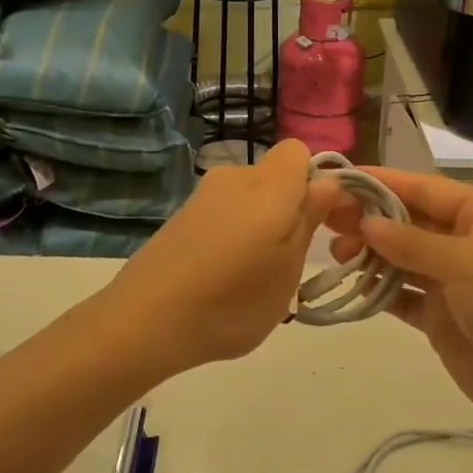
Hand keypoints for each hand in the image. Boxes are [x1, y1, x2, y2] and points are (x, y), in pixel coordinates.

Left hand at [108, 138, 341, 372]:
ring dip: (260, 223)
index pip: (299, 151)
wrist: (144, 321)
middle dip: (288, 207)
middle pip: (274, 176)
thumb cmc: (232, 301)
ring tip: (252, 274)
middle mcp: (235, 177)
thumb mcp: (287, 270)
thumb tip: (328, 182)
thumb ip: (309, 220)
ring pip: (249, 197)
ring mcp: (203, 195)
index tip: (319, 220)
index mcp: (269, 185)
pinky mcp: (181, 214)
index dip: (314, 180)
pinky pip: (224, 212)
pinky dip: (232, 233)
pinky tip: (221, 275)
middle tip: (288, 257)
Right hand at [327, 168, 472, 448]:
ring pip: (402, 257)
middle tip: (323, 220)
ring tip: (334, 254)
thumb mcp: (467, 264)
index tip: (338, 179)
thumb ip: (412, 242)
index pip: (424, 188)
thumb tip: (366, 221)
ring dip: (370, 253)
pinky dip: (379, 289)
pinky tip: (352, 285)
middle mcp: (467, 242)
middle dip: (369, 218)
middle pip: (409, 221)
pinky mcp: (442, 318)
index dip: (382, 181)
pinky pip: (403, 295)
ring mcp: (454, 282)